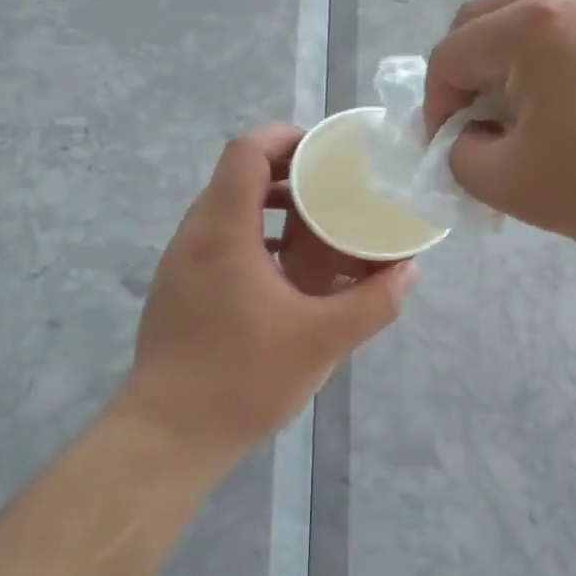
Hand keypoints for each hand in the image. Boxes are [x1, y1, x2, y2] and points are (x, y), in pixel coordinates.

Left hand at [111, 124, 418, 465]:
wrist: (166, 437)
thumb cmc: (242, 379)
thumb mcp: (322, 340)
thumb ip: (373, 302)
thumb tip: (410, 271)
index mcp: (223, 232)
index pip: (245, 152)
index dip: (285, 137)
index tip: (325, 150)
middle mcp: (194, 236)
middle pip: (236, 176)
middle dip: (286, 173)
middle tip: (333, 188)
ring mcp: (179, 264)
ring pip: (226, 211)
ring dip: (270, 208)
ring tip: (316, 227)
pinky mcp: (177, 291)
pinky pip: (217, 241)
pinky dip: (253, 237)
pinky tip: (285, 274)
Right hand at [424, 0, 575, 273]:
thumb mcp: (515, 186)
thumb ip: (463, 158)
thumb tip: (471, 138)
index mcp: (531, 25)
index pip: (450, 55)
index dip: (434, 108)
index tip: (448, 153)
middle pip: (487, 23)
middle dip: (469, 78)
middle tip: (482, 132)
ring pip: (535, 24)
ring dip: (513, 69)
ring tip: (533, 124)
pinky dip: (558, 65)